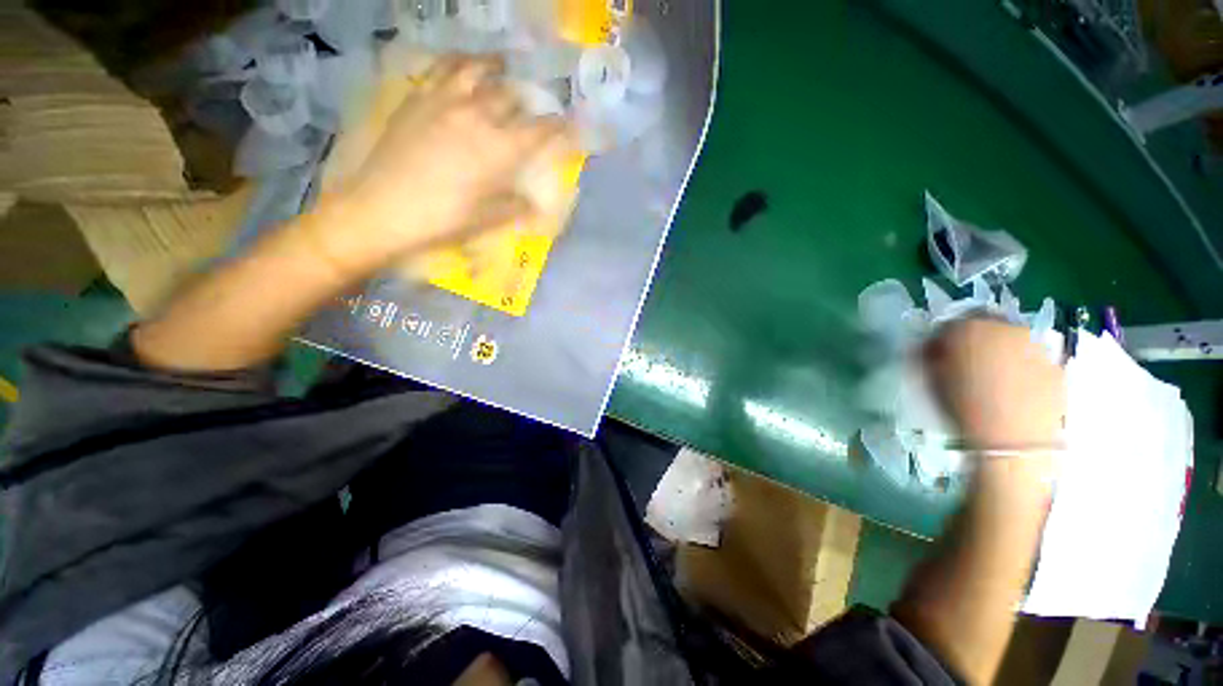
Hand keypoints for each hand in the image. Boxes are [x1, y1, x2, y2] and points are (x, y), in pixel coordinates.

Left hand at [308, 57, 572, 275]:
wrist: (382, 209)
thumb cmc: (443, 220)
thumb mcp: (489, 219)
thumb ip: (516, 205)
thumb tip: (535, 202)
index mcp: (499, 149)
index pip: (540, 130)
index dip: (559, 126)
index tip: (571, 122)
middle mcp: (477, 115)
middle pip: (511, 96)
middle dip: (528, 100)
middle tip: (532, 105)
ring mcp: (444, 101)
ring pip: (475, 70)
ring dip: (493, 66)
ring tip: (500, 65)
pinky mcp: (417, 98)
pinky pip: (440, 69)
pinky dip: (457, 64)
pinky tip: (460, 68)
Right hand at [923, 318, 1065, 449]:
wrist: (1011, 441)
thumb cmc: (962, 406)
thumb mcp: (931, 377)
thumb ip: (929, 352)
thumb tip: (933, 343)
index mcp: (970, 327)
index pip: (953, 320)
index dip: (945, 336)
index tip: (940, 353)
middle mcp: (1007, 326)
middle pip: (988, 325)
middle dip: (978, 340)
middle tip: (968, 364)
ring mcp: (1038, 344)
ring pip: (1014, 341)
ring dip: (1003, 352)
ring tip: (995, 381)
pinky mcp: (1057, 365)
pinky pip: (1034, 359)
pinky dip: (1024, 368)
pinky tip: (1015, 391)